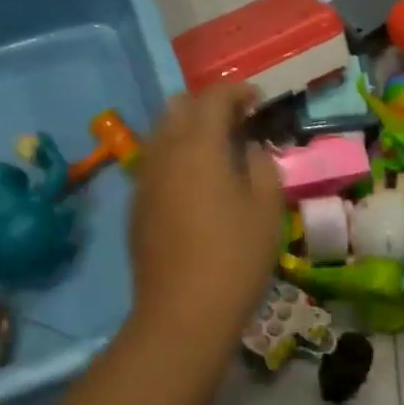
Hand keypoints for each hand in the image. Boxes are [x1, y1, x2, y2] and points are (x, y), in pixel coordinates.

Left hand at [126, 83, 284, 355]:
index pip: (214, 97)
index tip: (258, 99)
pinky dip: (175, 156)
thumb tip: (249, 149)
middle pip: (178, 106)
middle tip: (237, 122)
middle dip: (208, 104)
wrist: (182, 313)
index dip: (238, 91)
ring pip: (161, 133)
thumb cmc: (235, 257)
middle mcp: (164, 152)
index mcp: (199, 145)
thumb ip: (261, 166)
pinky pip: (155, 162)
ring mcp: (145, 178)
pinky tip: (196, 183)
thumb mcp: (267, 208)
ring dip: (188, 129)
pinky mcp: (136, 205)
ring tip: (218, 150)